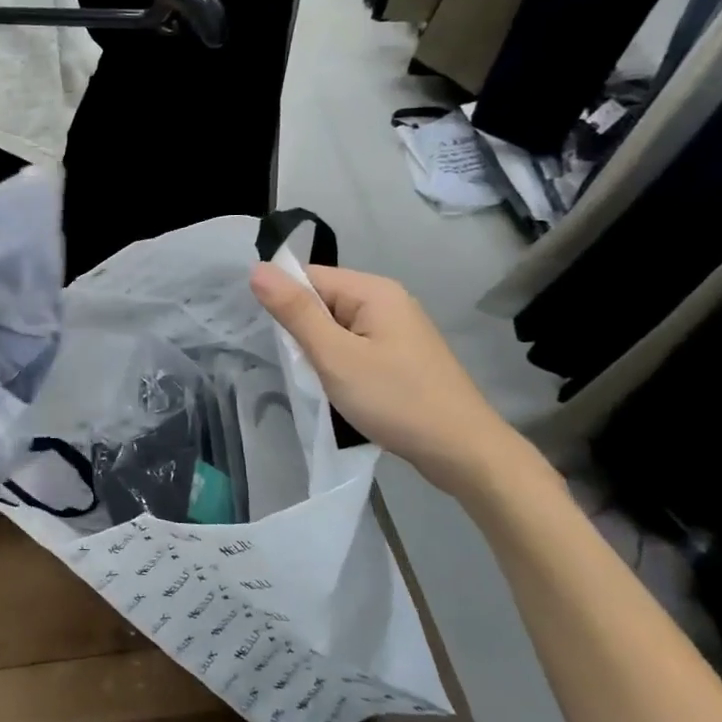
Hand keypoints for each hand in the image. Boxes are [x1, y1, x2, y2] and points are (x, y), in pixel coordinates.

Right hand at [250, 263, 530, 498]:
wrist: (464, 452)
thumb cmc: (395, 400)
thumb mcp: (335, 356)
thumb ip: (295, 312)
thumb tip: (257, 269)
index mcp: (373, 290)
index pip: (309, 277)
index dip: (284, 304)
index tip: (273, 341)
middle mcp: (388, 301)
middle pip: (323, 301)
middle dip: (302, 331)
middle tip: (296, 367)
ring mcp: (398, 330)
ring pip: (337, 328)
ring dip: (320, 352)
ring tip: (316, 381)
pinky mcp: (402, 357)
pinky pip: (355, 347)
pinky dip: (340, 364)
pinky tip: (339, 390)